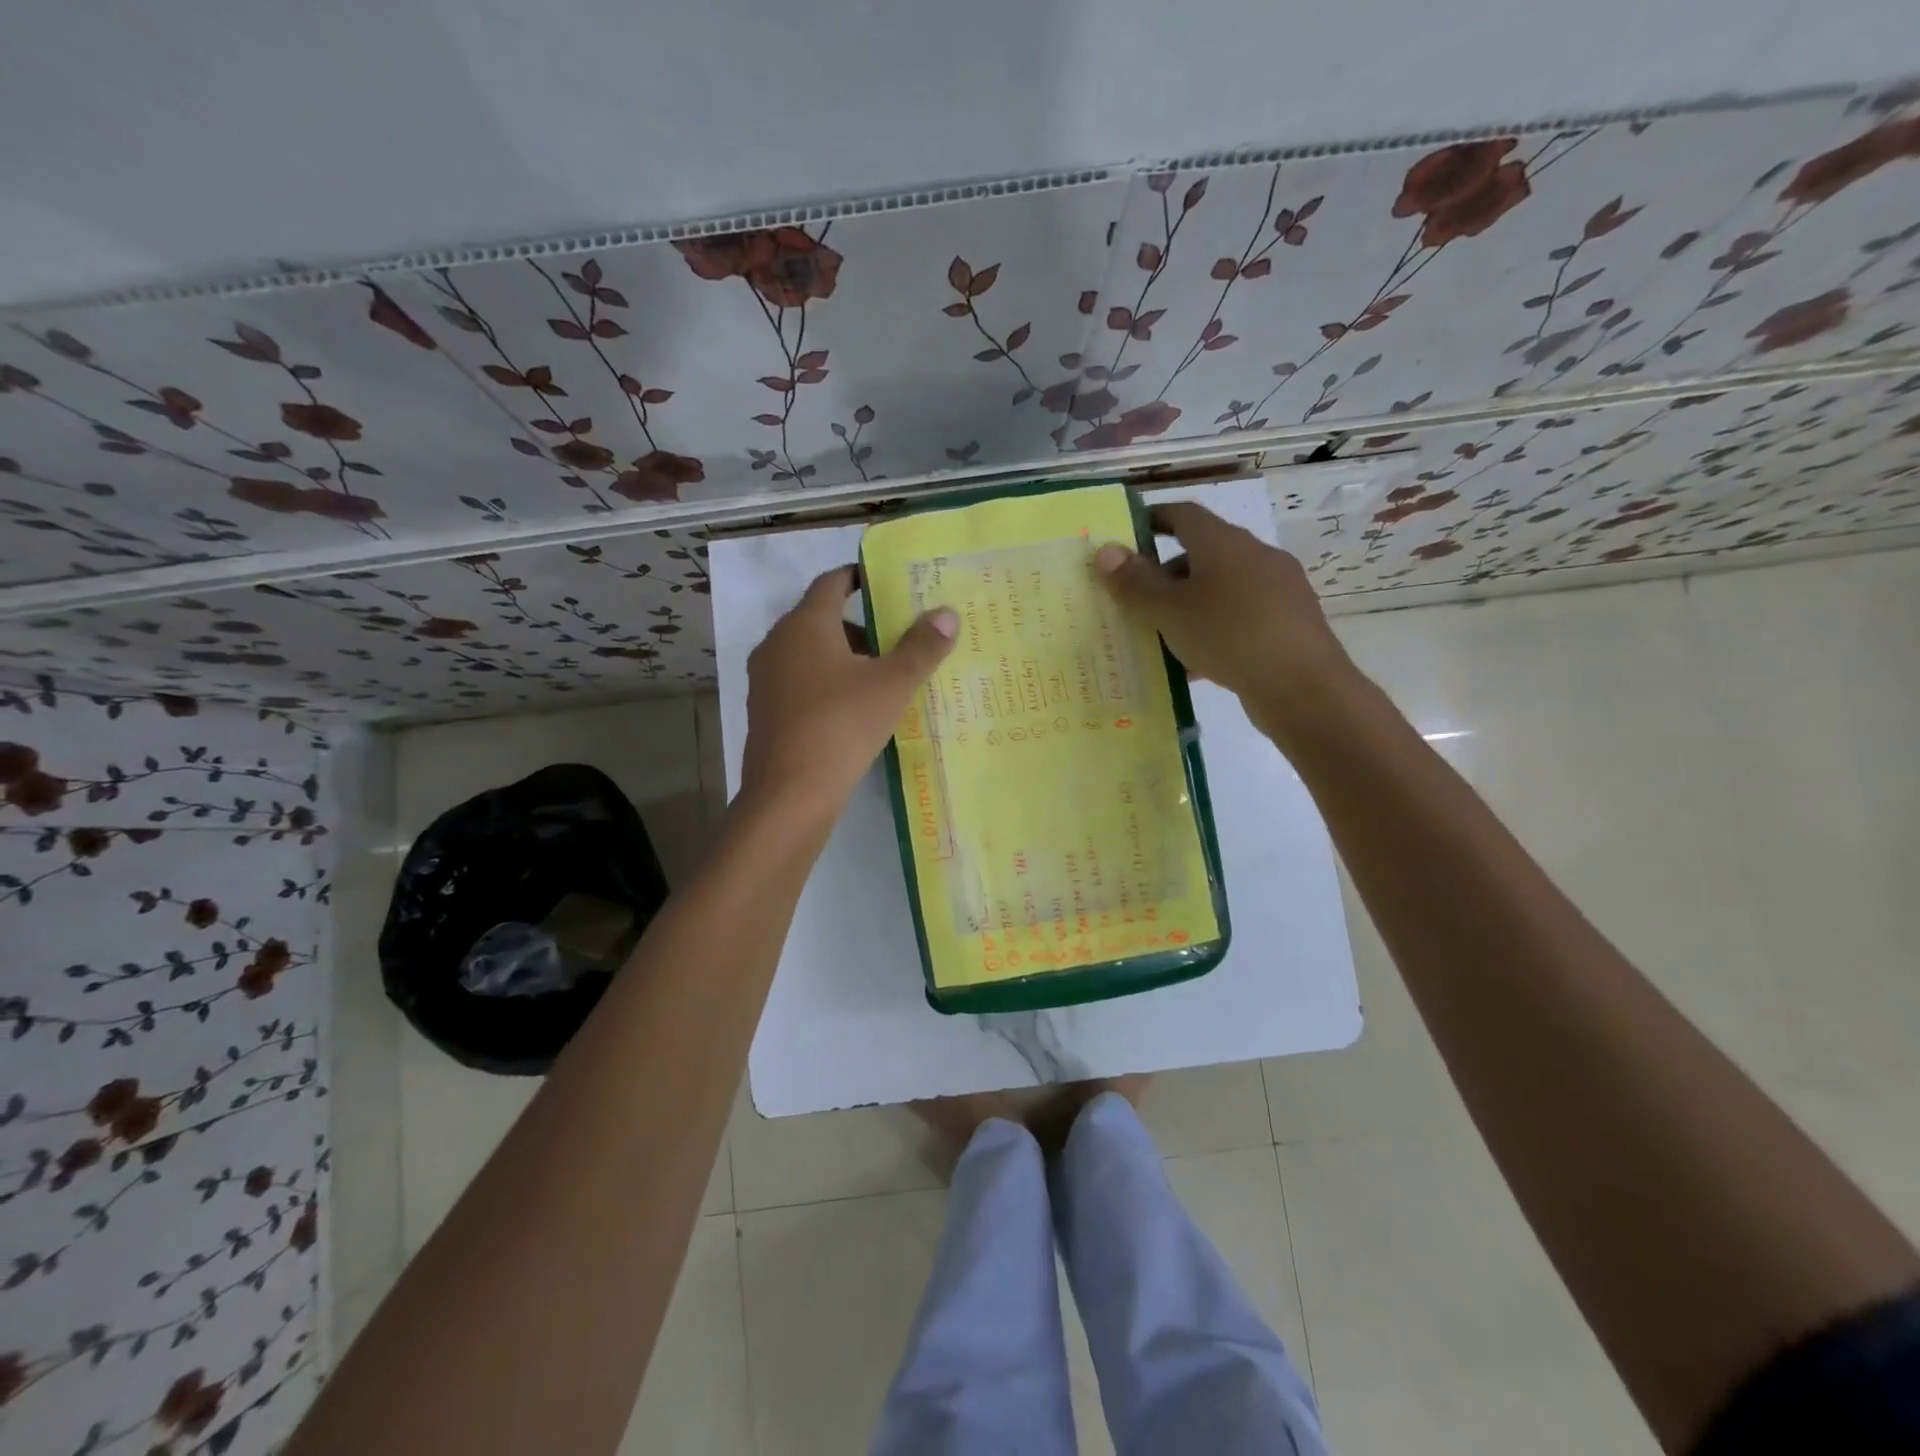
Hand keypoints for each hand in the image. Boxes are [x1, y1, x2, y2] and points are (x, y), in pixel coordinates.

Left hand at [739, 566, 957, 823]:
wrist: (790, 793)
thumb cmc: (842, 725)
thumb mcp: (892, 685)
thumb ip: (921, 647)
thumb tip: (947, 613)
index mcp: (805, 624)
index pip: (832, 582)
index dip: (859, 578)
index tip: (887, 584)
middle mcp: (777, 643)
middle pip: (822, 619)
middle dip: (860, 626)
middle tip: (898, 640)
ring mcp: (765, 679)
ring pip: (810, 654)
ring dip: (844, 658)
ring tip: (882, 679)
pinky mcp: (764, 711)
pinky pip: (800, 683)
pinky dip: (826, 684)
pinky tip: (853, 710)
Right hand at [1093, 501, 1359, 742]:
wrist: (1302, 686)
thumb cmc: (1229, 635)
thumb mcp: (1170, 611)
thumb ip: (1135, 583)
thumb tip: (1105, 551)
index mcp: (1224, 542)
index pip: (1184, 515)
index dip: (1154, 520)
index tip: (1128, 536)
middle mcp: (1255, 555)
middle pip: (1203, 553)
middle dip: (1167, 574)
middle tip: (1137, 600)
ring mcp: (1278, 589)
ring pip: (1222, 589)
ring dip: (1190, 605)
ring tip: (1162, 636)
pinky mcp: (1289, 622)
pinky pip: (1241, 617)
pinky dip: (1214, 629)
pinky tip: (1197, 663)